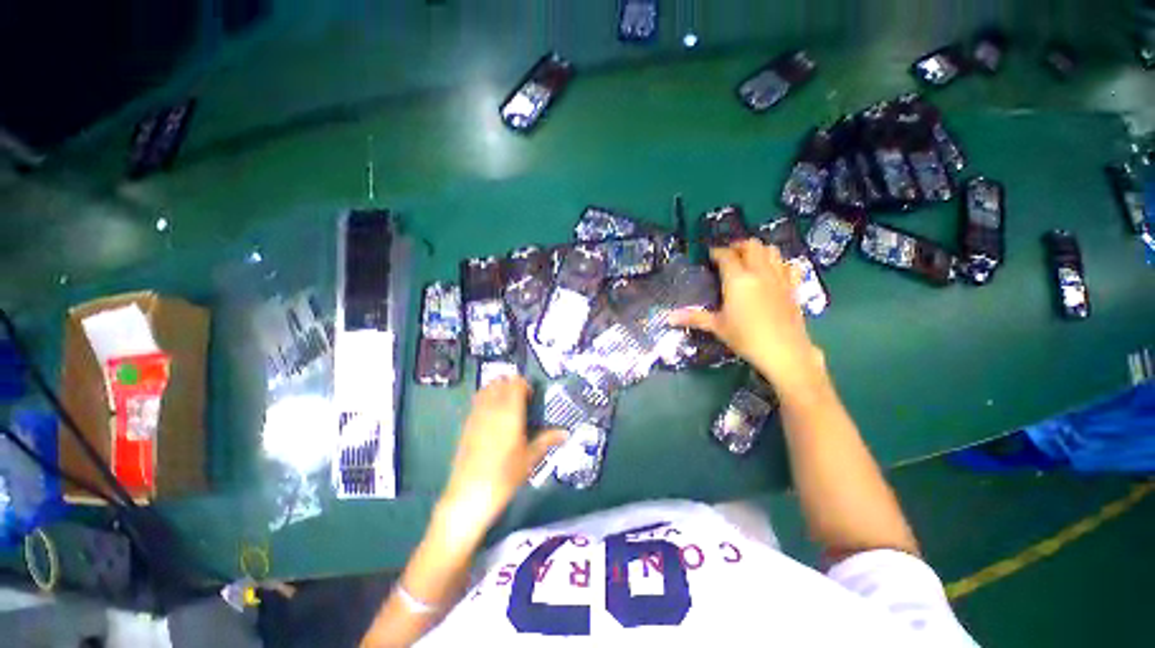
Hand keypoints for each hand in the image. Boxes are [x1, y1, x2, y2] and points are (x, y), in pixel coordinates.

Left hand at [437, 377, 567, 539]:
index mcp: (510, 411)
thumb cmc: (505, 476)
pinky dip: (486, 401)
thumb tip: (566, 433)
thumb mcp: (530, 458)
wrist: (469, 495)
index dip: (525, 385)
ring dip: (497, 390)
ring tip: (507, 407)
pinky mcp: (466, 425)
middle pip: (499, 381)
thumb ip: (547, 440)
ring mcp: (476, 415)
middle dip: (511, 385)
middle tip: (521, 400)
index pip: (516, 383)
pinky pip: (477, 402)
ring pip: (486, 389)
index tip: (532, 397)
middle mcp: (491, 408)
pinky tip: (493, 419)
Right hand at [670, 239, 825, 393]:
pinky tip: (772, 271)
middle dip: (738, 246)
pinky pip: (788, 264)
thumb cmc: (746, 338)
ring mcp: (779, 277)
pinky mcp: (793, 287)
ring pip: (771, 250)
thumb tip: (669, 318)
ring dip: (758, 250)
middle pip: (751, 245)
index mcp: (738, 280)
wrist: (785, 351)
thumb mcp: (717, 327)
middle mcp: (759, 272)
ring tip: (748, 260)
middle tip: (728, 256)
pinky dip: (778, 262)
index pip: (726, 256)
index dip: (716, 252)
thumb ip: (694, 317)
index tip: (709, 256)